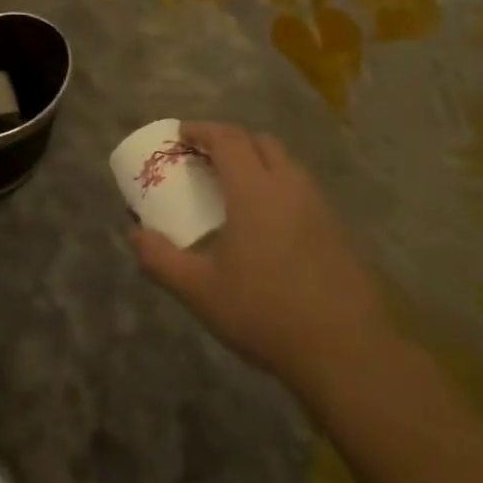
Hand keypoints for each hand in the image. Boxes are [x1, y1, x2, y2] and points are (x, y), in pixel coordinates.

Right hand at [130, 122, 392, 388]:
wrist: (347, 351)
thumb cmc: (265, 312)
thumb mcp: (199, 290)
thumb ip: (160, 259)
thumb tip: (135, 235)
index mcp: (254, 190)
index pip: (227, 139)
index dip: (201, 131)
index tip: (180, 136)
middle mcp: (290, 187)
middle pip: (260, 142)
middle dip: (231, 142)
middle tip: (206, 160)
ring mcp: (319, 207)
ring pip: (286, 165)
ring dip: (258, 163)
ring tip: (235, 189)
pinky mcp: (338, 231)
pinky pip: (302, 190)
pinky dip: (279, 188)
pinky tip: (268, 225)